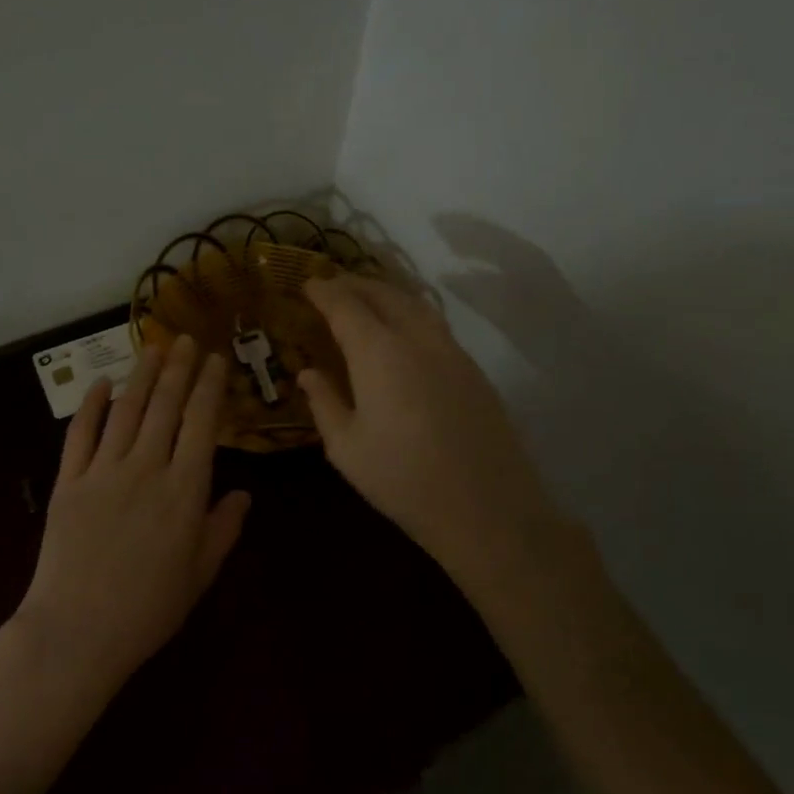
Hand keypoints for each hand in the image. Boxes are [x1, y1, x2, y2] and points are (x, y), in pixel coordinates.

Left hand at [12, 335, 250, 694]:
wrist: (78, 631)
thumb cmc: (148, 609)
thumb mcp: (200, 574)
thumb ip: (223, 529)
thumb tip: (244, 494)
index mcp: (184, 490)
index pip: (202, 423)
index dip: (209, 387)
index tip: (215, 360)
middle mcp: (146, 468)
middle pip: (165, 406)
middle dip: (178, 369)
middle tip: (186, 339)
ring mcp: (103, 471)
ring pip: (126, 410)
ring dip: (141, 376)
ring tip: (153, 349)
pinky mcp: (69, 481)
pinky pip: (80, 434)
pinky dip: (90, 405)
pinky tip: (100, 384)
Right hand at [299, 274, 565, 590]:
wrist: (487, 510)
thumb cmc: (403, 480)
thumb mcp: (346, 448)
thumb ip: (324, 402)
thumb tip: (308, 373)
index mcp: (379, 353)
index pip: (346, 305)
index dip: (324, 291)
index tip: (306, 284)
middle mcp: (417, 339)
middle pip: (383, 294)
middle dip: (354, 284)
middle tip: (331, 286)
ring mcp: (452, 351)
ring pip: (415, 304)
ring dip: (385, 293)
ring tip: (364, 299)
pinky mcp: (473, 369)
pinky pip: (434, 324)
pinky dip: (409, 312)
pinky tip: (401, 330)